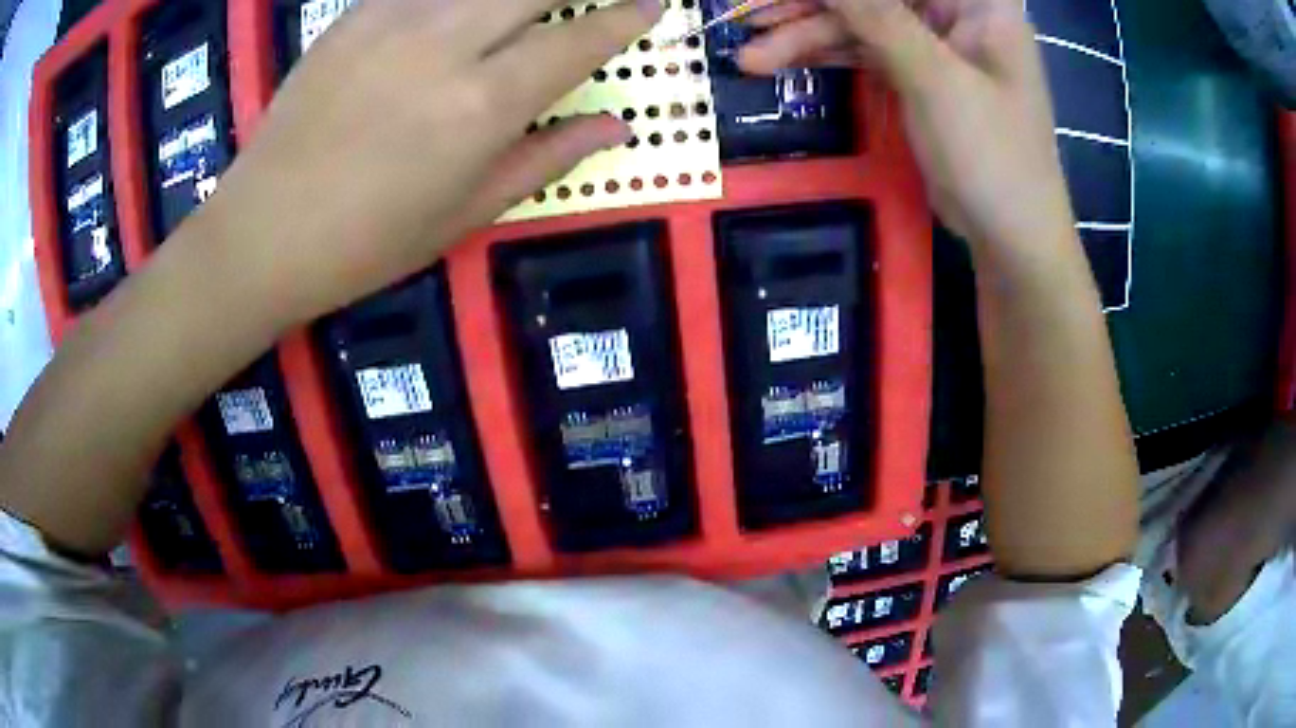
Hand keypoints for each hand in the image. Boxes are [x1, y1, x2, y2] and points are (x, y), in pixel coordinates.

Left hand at [196, 0, 661, 327]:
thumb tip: (617, 125)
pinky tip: (460, 9)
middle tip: (590, 2)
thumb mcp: (466, 213)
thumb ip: (548, 156)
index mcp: (483, 104)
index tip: (652, 6)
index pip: (578, 40)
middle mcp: (448, 43)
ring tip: (521, 11)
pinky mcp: (356, 14)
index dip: (624, 18)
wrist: (263, 231)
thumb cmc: (368, 242)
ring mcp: (396, 19)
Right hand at [739, 0, 1072, 250]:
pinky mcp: (919, 74)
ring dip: (806, 36)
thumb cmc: (992, 154)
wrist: (1011, 237)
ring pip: (860, 23)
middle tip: (749, 19)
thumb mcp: (934, 77)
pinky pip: (864, 52)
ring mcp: (935, 44)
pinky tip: (781, 63)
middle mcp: (956, 12)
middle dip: (810, 8)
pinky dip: (825, 57)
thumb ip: (875, 13)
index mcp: (978, 1)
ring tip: (750, 58)